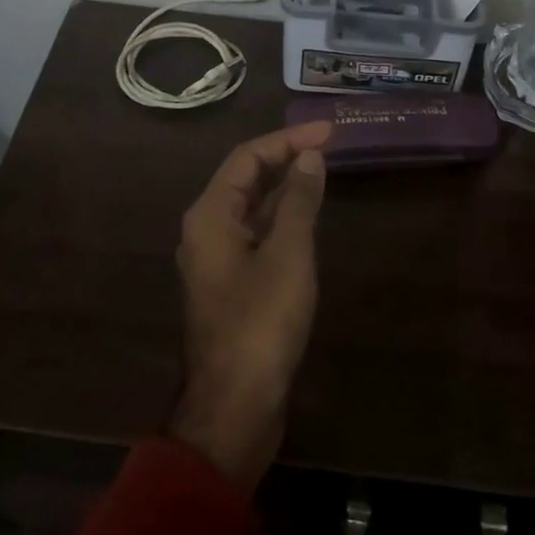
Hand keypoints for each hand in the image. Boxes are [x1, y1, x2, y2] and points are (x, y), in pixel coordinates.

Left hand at [169, 121, 330, 489]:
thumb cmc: (261, 323)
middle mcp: (206, 229)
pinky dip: (281, 218)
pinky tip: (307, 216)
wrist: (236, 404)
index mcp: (209, 215)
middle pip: (244, 178)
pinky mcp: (231, 282)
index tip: (328, 131)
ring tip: (321, 169)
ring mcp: (217, 258)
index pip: (247, 158)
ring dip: (283, 187)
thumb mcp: (288, 255)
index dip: (288, 138)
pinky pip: (255, 234)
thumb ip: (299, 201)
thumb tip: (310, 157)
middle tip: (328, 144)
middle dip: (284, 157)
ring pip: (250, 207)